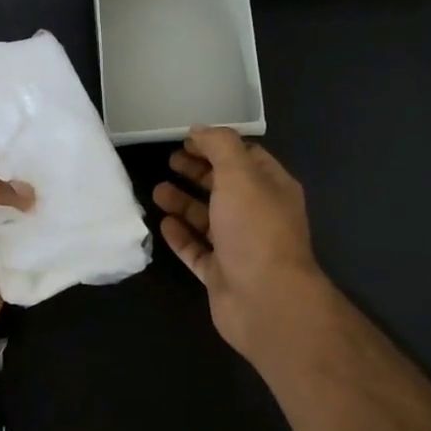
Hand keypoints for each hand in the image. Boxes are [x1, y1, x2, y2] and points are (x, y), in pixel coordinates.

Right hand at [153, 126, 335, 364]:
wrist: (266, 301)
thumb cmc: (255, 229)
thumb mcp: (239, 174)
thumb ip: (219, 146)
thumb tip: (200, 129)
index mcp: (272, 188)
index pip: (246, 157)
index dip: (217, 145)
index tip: (187, 140)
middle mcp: (259, 216)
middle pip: (225, 186)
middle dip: (198, 172)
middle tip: (169, 161)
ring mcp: (240, 247)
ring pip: (208, 219)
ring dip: (184, 203)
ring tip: (157, 191)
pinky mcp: (221, 274)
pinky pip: (198, 250)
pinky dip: (181, 236)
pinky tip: (163, 224)